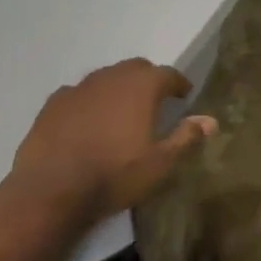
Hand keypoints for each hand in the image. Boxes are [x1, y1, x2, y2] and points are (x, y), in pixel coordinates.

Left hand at [0, 59, 215, 257]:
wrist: (49, 191)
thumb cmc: (113, 175)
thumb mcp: (159, 163)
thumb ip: (186, 137)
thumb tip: (211, 120)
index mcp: (142, 86)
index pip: (168, 74)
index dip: (178, 84)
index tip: (183, 95)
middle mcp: (112, 76)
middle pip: (136, 68)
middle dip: (148, 80)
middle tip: (153, 101)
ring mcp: (80, 87)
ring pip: (106, 78)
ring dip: (116, 88)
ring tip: (119, 111)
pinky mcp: (53, 103)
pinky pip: (78, 94)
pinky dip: (87, 102)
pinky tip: (85, 121)